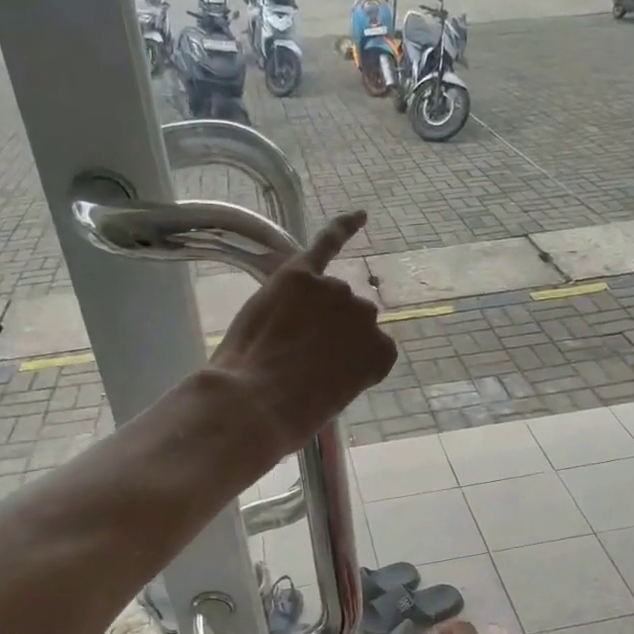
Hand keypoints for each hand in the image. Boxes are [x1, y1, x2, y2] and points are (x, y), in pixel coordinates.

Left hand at [210, 211, 396, 459]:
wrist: (253, 404)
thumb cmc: (291, 416)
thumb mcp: (332, 399)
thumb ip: (343, 367)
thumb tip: (325, 354)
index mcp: (381, 354)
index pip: (370, 346)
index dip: (343, 358)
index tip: (325, 373)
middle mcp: (366, 316)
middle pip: (350, 315)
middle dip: (330, 331)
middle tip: (299, 357)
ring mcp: (334, 292)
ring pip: (328, 292)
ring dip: (310, 307)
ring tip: (282, 336)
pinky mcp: (300, 276)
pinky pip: (326, 243)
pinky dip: (343, 228)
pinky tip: (360, 216)